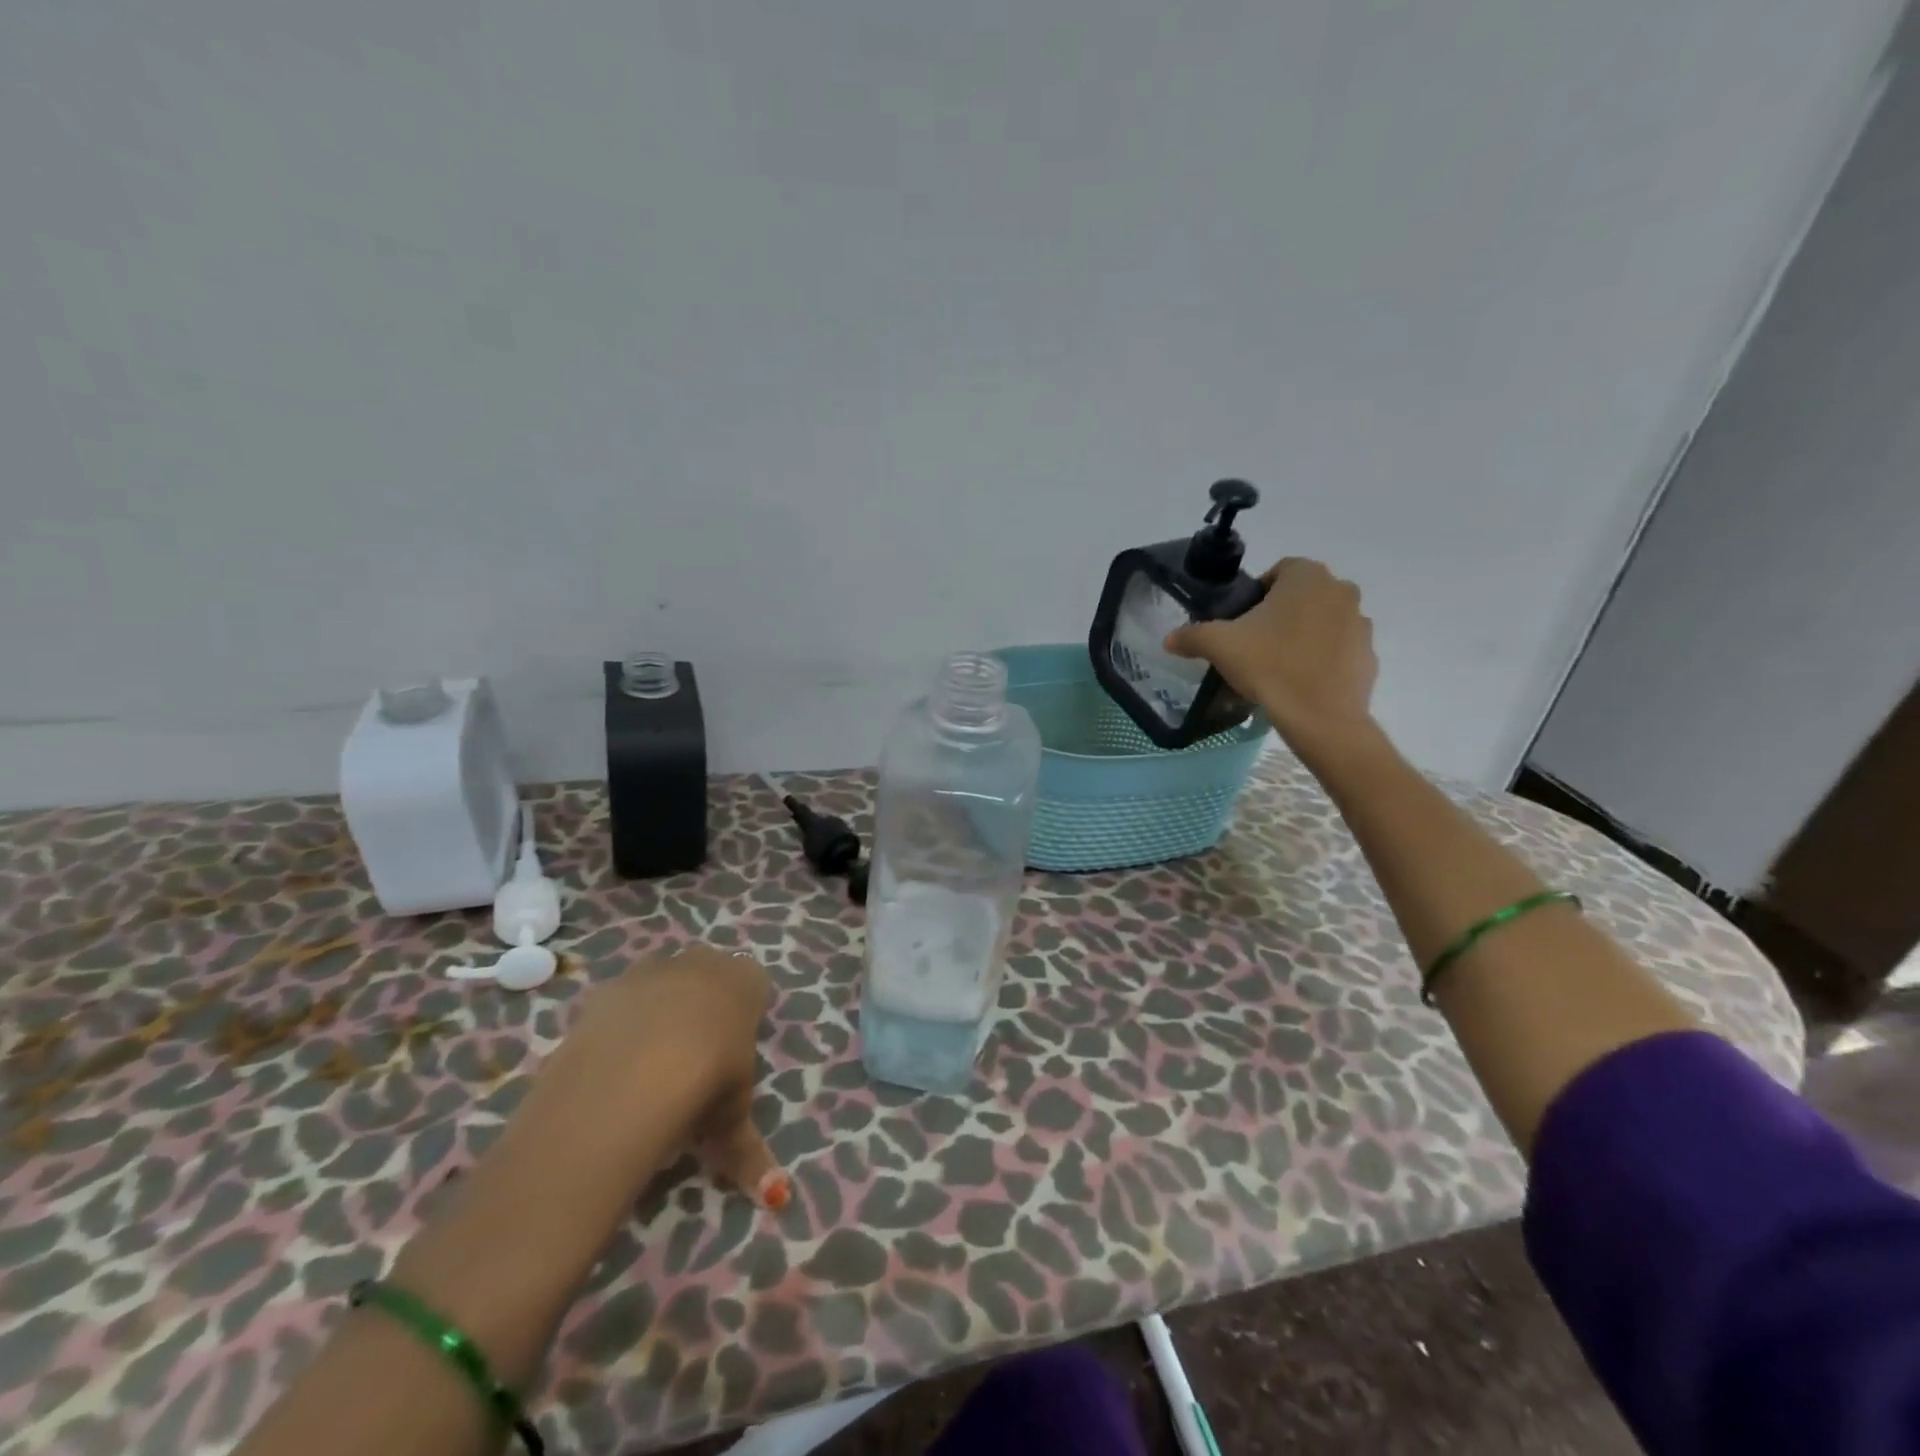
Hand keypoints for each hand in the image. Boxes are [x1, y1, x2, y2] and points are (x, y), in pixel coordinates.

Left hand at [512, 945, 788, 1209]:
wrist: (634, 1069)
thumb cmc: (707, 1080)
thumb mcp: (733, 1120)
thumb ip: (749, 1151)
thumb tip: (776, 1197)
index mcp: (744, 981)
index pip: (754, 985)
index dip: (745, 1016)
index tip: (734, 1053)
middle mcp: (702, 963)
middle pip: (707, 975)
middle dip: (703, 1005)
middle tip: (695, 1057)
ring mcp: (652, 970)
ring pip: (663, 981)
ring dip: (661, 1008)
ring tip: (652, 1061)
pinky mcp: (608, 988)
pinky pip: (622, 1001)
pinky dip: (621, 1024)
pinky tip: (616, 1062)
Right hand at [1165, 557, 1378, 759]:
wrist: (1320, 717)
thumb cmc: (1269, 666)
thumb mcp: (1219, 646)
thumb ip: (1192, 635)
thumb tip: (1170, 639)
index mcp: (1307, 576)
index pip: (1278, 571)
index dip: (1256, 594)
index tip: (1241, 622)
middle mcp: (1340, 590)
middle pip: (1303, 595)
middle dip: (1281, 613)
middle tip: (1256, 643)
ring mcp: (1360, 623)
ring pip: (1323, 620)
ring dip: (1304, 634)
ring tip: (1279, 664)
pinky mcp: (1369, 655)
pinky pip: (1339, 649)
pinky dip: (1322, 658)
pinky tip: (1301, 681)